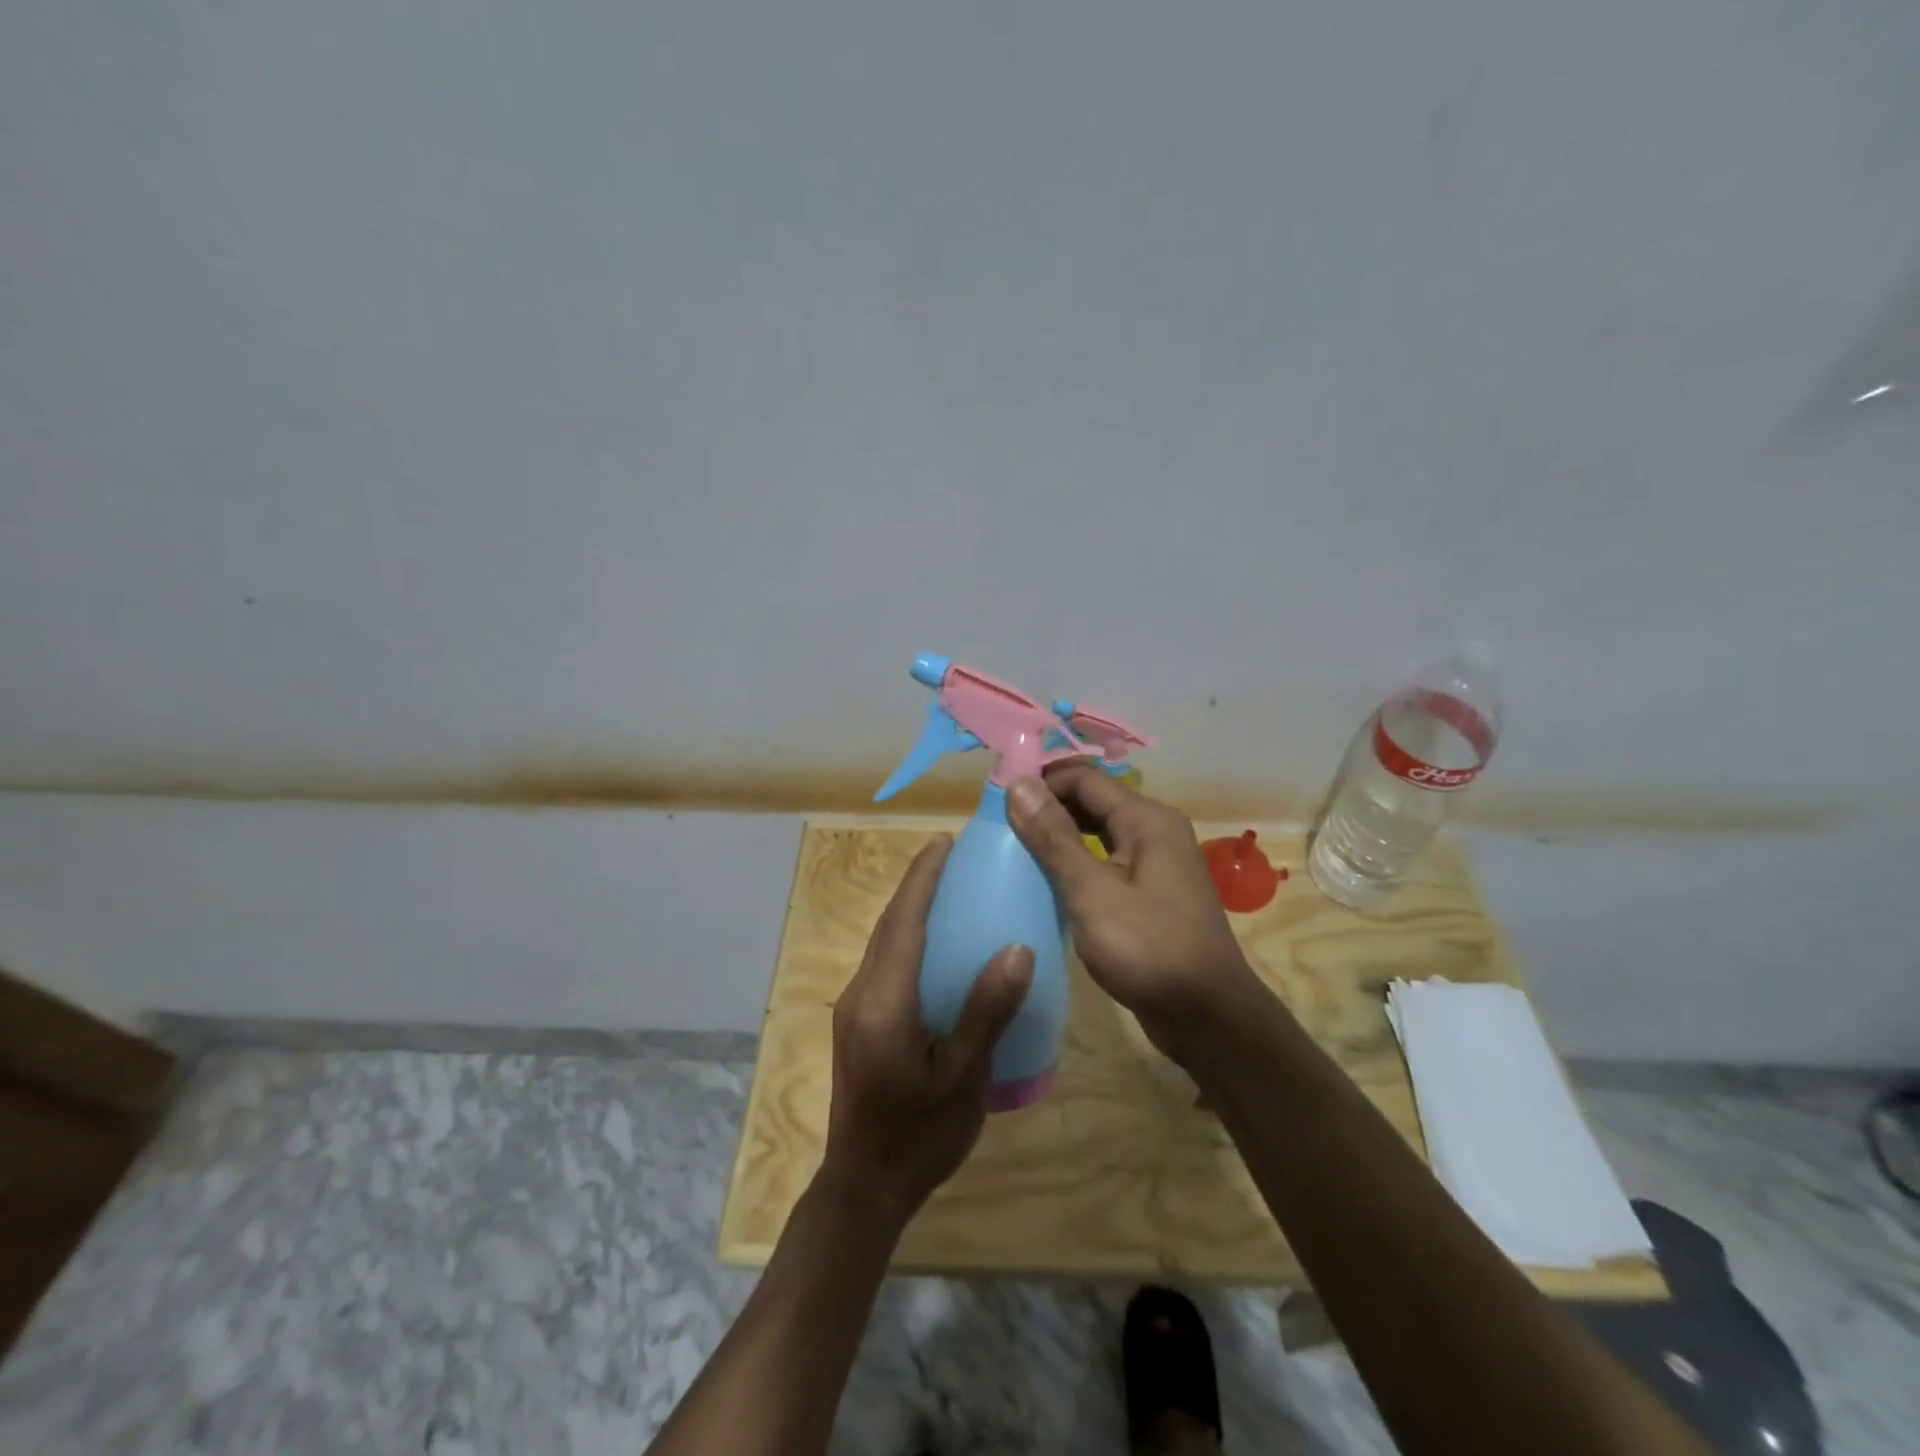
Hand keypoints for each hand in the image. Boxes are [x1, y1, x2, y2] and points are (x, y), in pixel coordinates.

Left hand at [819, 835, 1033, 1224]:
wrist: (865, 1187)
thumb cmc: (920, 1136)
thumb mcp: (963, 1076)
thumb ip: (987, 1010)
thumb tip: (1018, 948)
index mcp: (884, 1002)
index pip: (903, 922)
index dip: (923, 878)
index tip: (943, 842)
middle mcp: (861, 994)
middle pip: (889, 925)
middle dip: (916, 885)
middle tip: (952, 855)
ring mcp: (854, 1008)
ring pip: (882, 942)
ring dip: (909, 908)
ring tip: (946, 888)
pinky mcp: (858, 1022)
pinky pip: (883, 963)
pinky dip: (906, 937)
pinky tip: (934, 944)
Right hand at [1006, 765, 1263, 1059]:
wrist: (1207, 1017)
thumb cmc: (1148, 949)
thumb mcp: (1091, 891)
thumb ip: (1054, 837)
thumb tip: (1017, 784)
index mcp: (1147, 819)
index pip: (1084, 778)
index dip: (1041, 782)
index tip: (997, 801)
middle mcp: (1156, 830)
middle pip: (1093, 801)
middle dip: (1048, 808)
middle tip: (1001, 826)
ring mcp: (1157, 863)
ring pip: (1100, 832)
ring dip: (1061, 836)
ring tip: (1016, 849)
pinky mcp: (1152, 893)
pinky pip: (1108, 861)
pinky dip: (1078, 863)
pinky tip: (1049, 881)